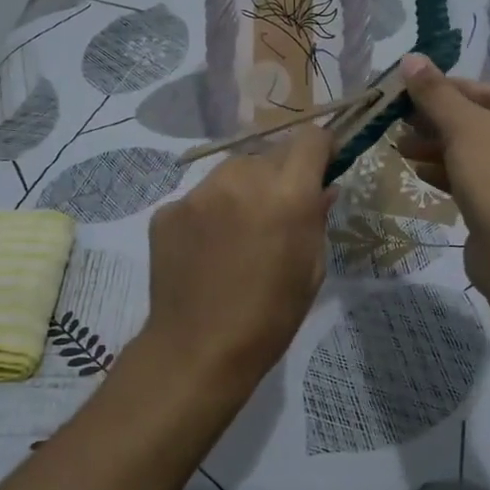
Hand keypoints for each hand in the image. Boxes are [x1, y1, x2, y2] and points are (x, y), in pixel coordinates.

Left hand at [141, 124, 334, 395]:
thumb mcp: (312, 270)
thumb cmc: (270, 317)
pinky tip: (207, 250)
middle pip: (269, 155)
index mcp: (287, 194)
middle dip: (279, 176)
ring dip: (243, 191)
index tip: (321, 168)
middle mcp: (241, 179)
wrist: (198, 350)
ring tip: (238, 234)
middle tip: (276, 215)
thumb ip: (317, 218)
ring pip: (232, 172)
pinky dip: (209, 213)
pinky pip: (199, 197)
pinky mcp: (168, 210)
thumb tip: (322, 189)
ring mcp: (199, 192)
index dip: (320, 150)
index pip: (310, 139)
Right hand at [397, 54, 489, 280]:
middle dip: (440, 124)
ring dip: (440, 150)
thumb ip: (437, 93)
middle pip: (486, 125)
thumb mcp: (465, 128)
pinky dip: (453, 174)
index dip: (448, 90)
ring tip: (401, 147)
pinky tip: (419, 172)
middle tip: (401, 122)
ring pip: (481, 155)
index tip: (410, 89)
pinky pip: (483, 182)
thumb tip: (410, 58)